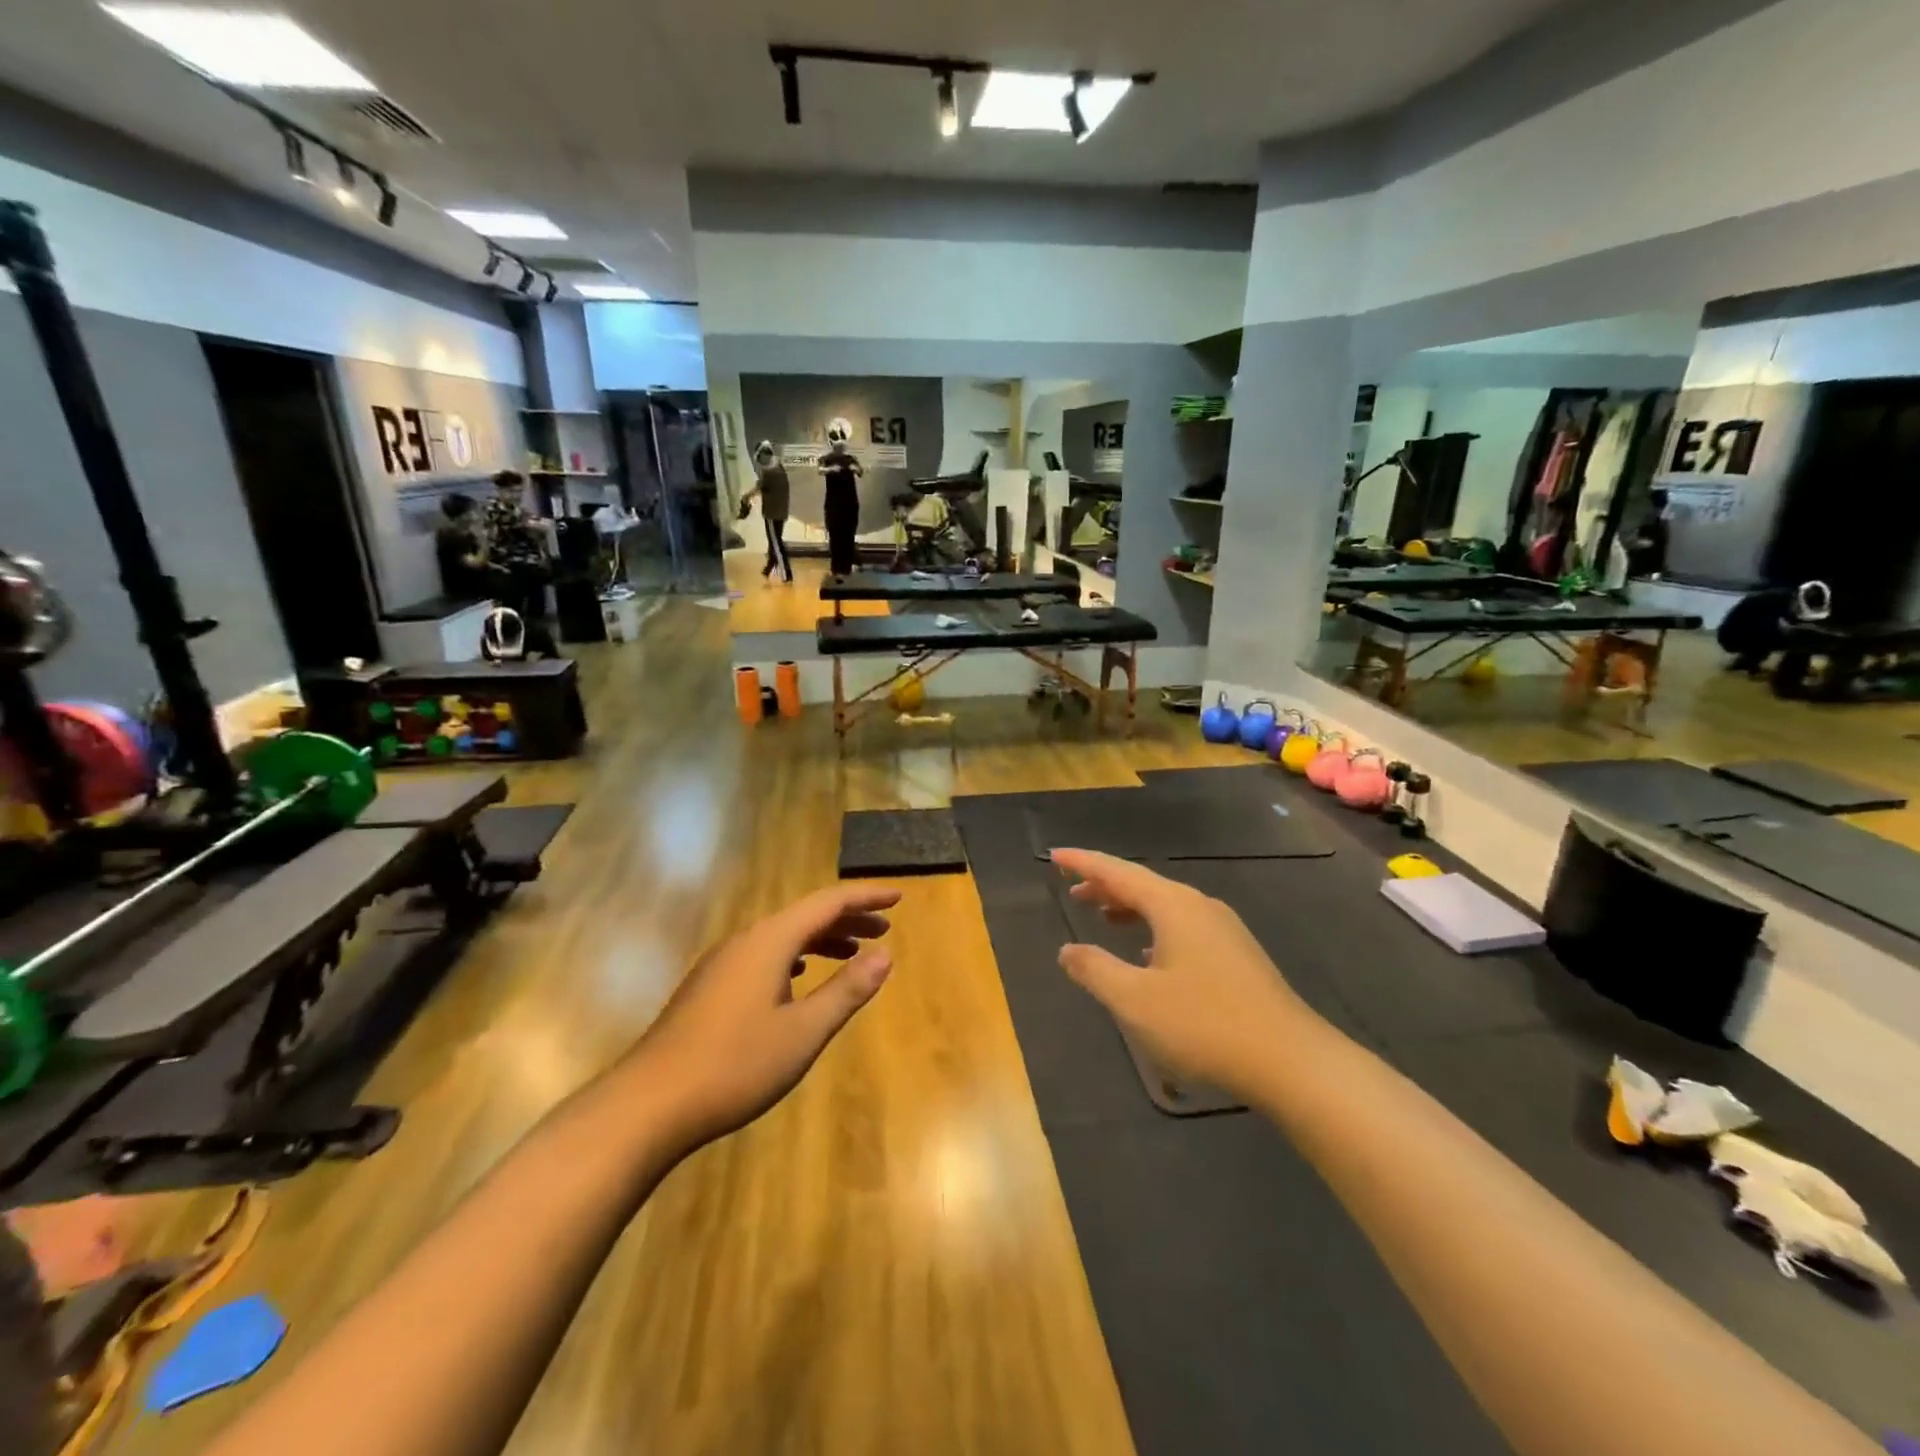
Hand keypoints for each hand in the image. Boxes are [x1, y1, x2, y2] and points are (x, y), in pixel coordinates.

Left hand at [633, 884, 898, 1148]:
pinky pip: (764, 956)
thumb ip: (846, 990)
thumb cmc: (734, 1065)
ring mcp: (722, 964)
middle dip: (847, 920)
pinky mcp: (709, 988)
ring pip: (782, 937)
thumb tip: (885, 954)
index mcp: (769, 941)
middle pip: (804, 917)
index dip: (864, 897)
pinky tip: (799, 979)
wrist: (648, 1105)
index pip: (827, 903)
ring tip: (851, 954)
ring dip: (821, 940)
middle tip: (883, 930)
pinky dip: (795, 958)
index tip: (898, 898)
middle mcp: (745, 941)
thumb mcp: (803, 1031)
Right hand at [1052, 849, 1307, 1095]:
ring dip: (1130, 907)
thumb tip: (1068, 951)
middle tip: (1072, 890)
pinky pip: (1182, 926)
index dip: (1083, 862)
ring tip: (1102, 917)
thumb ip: (1095, 970)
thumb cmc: (1205, 1024)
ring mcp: (1223, 929)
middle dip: (1105, 885)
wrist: (1291, 1060)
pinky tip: (1148, 956)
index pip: (1118, 872)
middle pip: (1143, 884)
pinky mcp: (1236, 954)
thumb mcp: (1136, 1000)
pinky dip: (1154, 928)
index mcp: (1173, 905)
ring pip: (1164, 906)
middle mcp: (1199, 906)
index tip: (1055, 855)